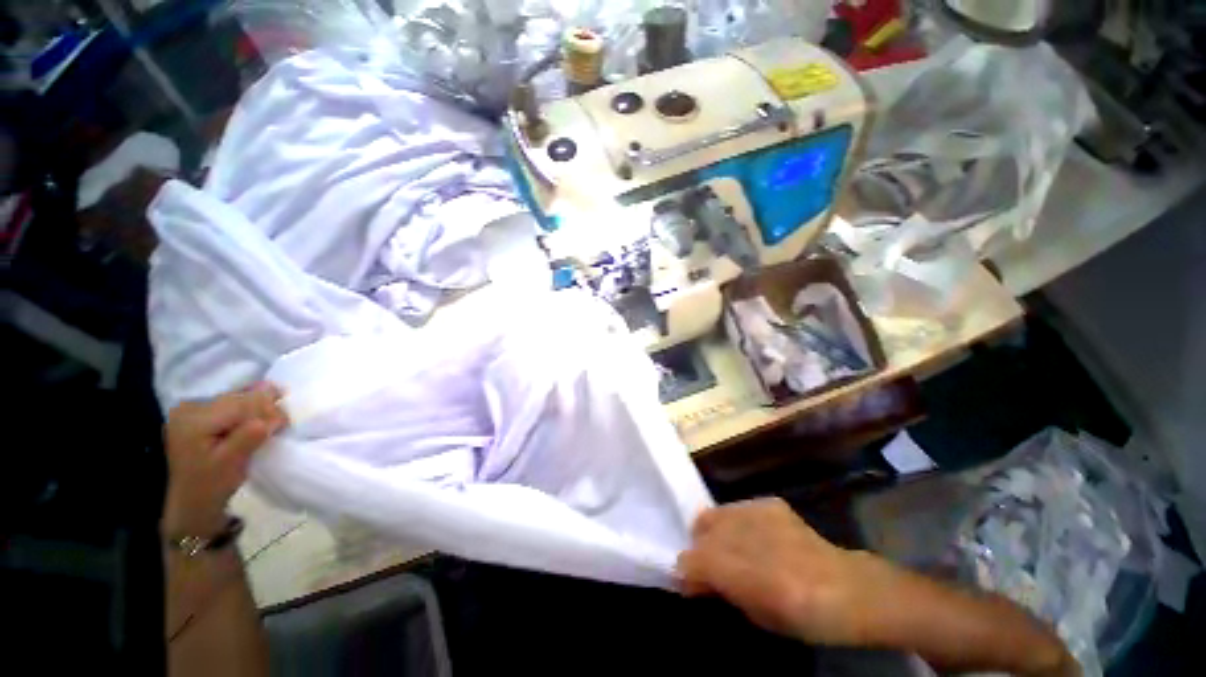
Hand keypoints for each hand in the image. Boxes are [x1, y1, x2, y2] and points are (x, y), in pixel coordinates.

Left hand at [162, 385, 287, 537]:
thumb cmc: (211, 485)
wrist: (191, 500)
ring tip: (271, 421)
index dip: (268, 410)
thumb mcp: (232, 462)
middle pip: (239, 397)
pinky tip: (257, 416)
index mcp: (194, 420)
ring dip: (259, 407)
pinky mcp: (200, 413)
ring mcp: (193, 409)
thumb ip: (251, 435)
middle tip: (280, 424)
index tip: (284, 424)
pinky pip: (231, 402)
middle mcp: (190, 408)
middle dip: (265, 407)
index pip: (241, 404)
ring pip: (238, 396)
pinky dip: (249, 408)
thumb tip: (277, 415)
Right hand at [676, 498, 883, 645]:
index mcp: (737, 568)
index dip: (688, 573)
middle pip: (700, 529)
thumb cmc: (801, 616)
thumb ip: (719, 590)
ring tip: (734, 549)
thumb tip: (693, 578)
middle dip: (700, 548)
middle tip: (713, 565)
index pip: (690, 559)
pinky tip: (757, 538)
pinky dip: (740, 523)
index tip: (692, 583)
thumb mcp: (755, 614)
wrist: (848, 589)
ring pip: (716, 513)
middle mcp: (740, 531)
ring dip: (717, 532)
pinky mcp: (769, 502)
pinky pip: (741, 509)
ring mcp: (755, 510)